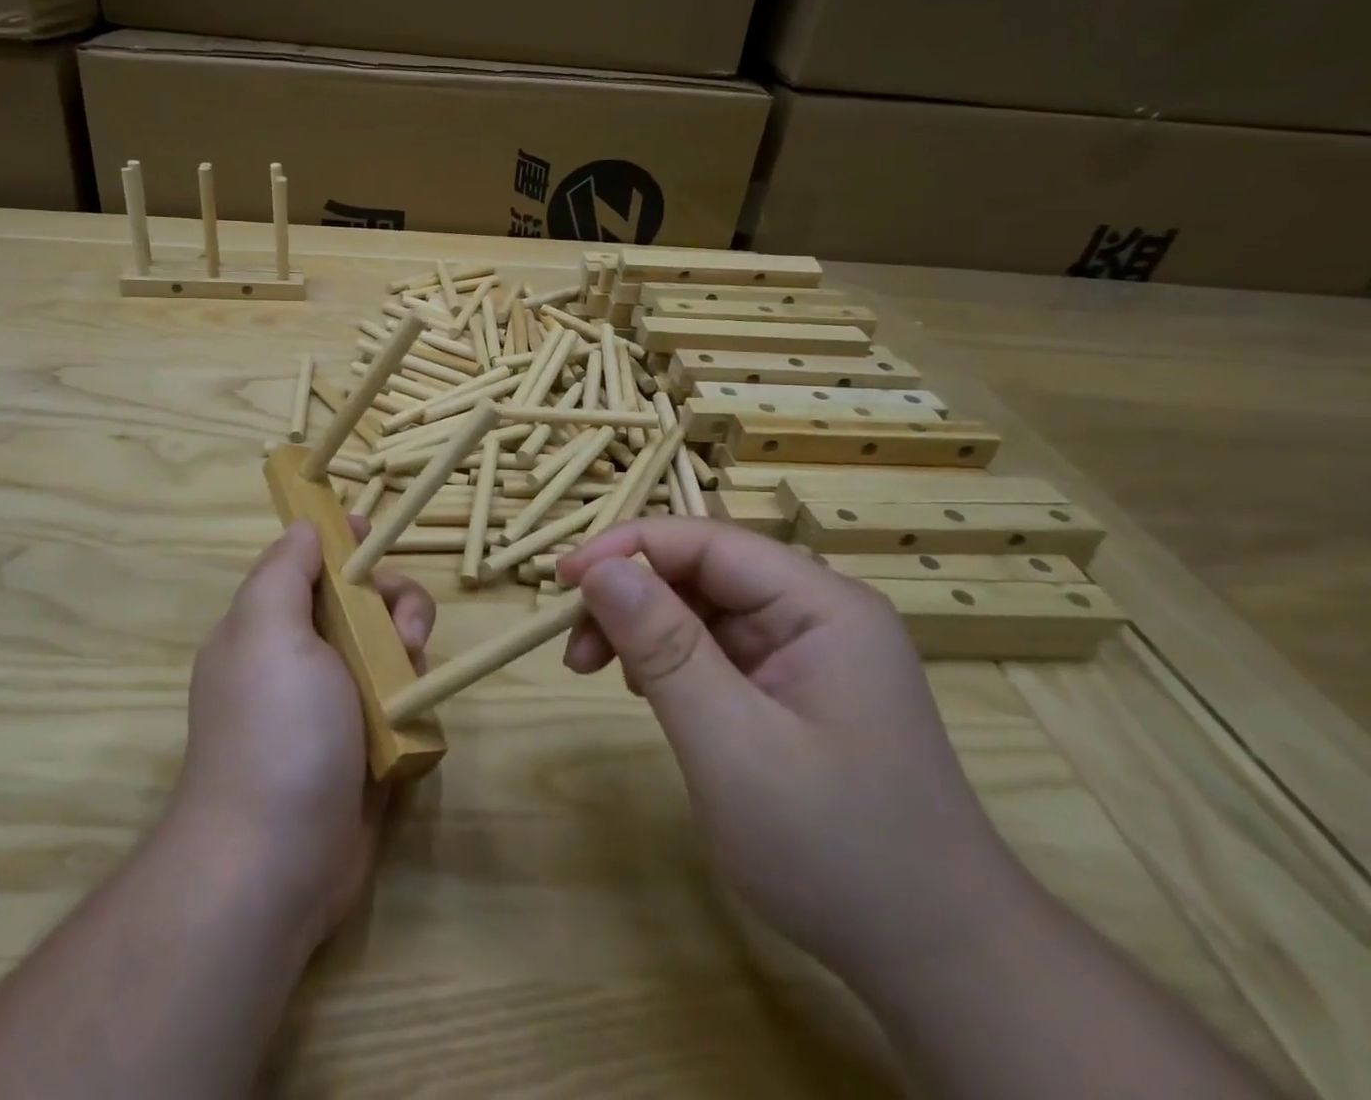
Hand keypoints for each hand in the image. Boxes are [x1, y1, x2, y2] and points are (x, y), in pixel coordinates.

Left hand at [170, 520, 434, 947]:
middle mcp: (298, 659)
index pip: (309, 564)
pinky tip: (414, 717)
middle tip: (404, 634)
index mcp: (267, 626)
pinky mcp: (365, 745)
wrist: (276, 864)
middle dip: (391, 602)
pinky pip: (401, 698)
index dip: (343, 544)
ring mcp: (333, 704)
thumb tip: (305, 526)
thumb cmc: (275, 729)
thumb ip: (285, 569)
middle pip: (359, 601)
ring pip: (388, 647)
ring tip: (408, 680)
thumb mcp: (267, 629)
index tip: (375, 535)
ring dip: (407, 651)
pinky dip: (413, 697)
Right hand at [555, 520, 1032, 986]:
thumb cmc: (837, 851)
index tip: (563, 581)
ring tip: (601, 674)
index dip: (628, 548)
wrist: (939, 962)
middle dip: (630, 597)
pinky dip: (667, 659)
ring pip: (701, 607)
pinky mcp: (791, 685)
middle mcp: (816, 611)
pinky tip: (647, 691)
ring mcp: (806, 649)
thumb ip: (663, 648)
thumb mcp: (733, 745)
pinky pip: (714, 646)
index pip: (706, 541)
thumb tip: (597, 568)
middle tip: (575, 650)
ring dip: (642, 628)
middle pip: (701, 570)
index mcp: (822, 605)